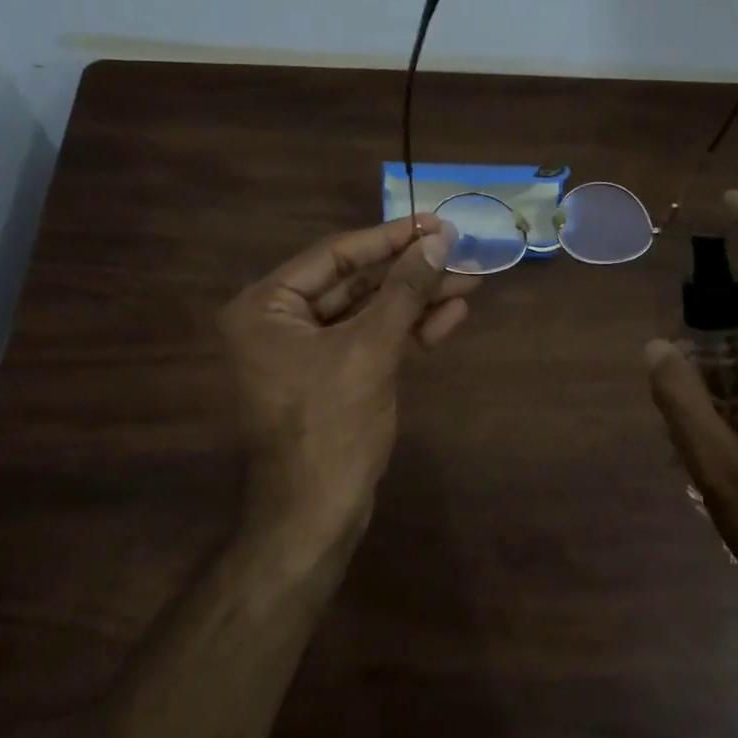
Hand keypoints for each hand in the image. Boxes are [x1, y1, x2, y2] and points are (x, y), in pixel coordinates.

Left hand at [221, 215, 477, 559]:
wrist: (316, 515)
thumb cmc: (330, 426)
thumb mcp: (370, 350)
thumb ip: (403, 291)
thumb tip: (438, 241)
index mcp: (267, 306)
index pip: (335, 255)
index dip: (390, 238)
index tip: (436, 222)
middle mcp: (280, 321)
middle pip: (356, 282)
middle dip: (411, 272)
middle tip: (460, 252)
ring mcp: (308, 351)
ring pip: (370, 312)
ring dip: (418, 300)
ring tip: (470, 282)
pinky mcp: (334, 376)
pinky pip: (373, 341)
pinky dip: (409, 331)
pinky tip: (450, 316)